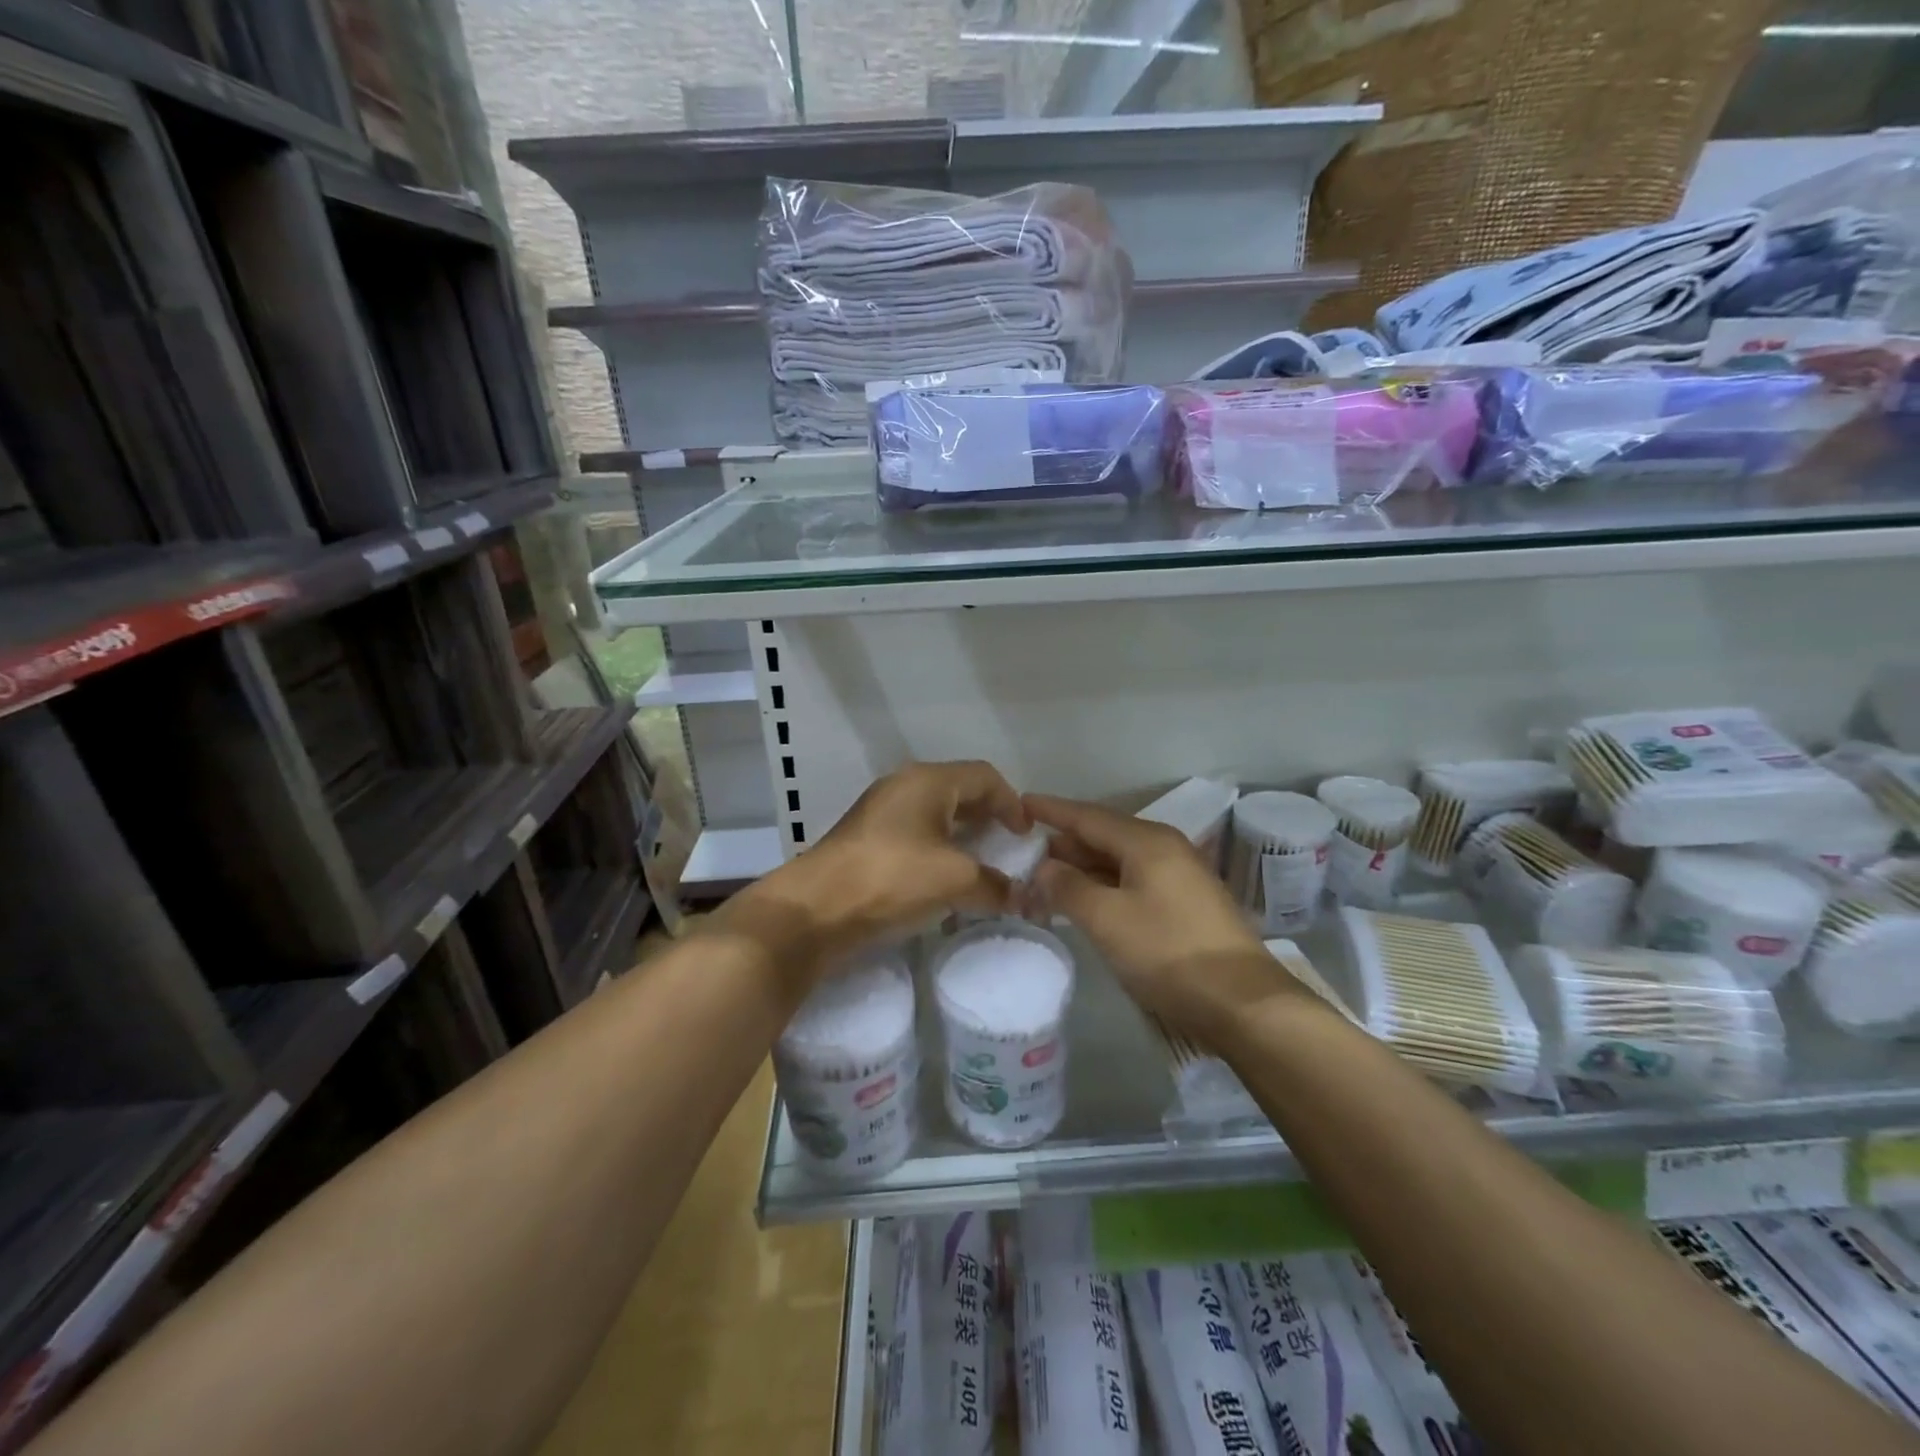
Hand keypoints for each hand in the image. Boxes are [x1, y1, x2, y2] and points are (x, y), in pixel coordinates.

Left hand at [723, 761, 1028, 990]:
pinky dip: (938, 849)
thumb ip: (996, 885)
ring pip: (935, 814)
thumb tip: (1024, 898)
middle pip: (960, 791)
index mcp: (928, 781)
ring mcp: (880, 811)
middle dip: (988, 817)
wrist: (815, 910)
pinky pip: (915, 833)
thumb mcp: (954, 880)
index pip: (985, 776)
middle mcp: (904, 786)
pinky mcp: (866, 839)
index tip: (1026, 837)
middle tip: (1007, 847)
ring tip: (981, 865)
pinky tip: (944, 880)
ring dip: (963, 835)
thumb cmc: (892, 878)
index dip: (1012, 803)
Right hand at [1026, 794, 1304, 1039]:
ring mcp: (1179, 875)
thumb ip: (1068, 887)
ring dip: (1082, 869)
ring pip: (1118, 860)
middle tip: (1024, 853)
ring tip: (1045, 879)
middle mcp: (1165, 848)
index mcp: (1147, 841)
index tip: (1019, 803)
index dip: (1051, 810)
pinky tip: (1085, 901)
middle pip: (1103, 836)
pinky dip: (1104, 886)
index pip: (1088, 816)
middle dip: (1063, 844)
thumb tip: (1044, 867)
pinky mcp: (1185, 903)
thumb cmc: (1168, 953)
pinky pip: (1133, 880)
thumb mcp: (1107, 920)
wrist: (1242, 1002)